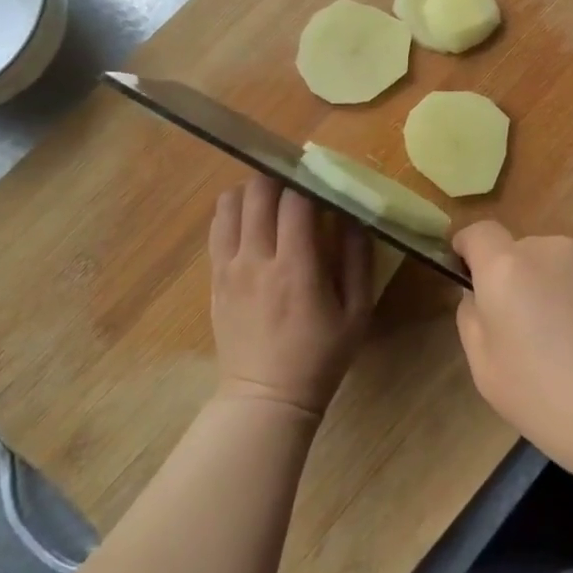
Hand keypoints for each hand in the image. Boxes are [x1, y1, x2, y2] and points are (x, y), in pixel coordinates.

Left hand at [209, 175, 372, 417]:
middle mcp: (256, 259)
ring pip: (230, 203)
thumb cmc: (320, 356)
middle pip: (257, 191)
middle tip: (299, 182)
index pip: (295, 200)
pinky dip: (235, 212)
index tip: (322, 175)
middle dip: (279, 177)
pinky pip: (218, 228)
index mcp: (296, 267)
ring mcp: (228, 267)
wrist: (266, 398)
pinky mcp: (214, 278)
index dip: (309, 179)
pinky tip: (254, 222)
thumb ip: (358, 259)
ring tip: (274, 200)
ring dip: (253, 191)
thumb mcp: (357, 312)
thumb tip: (354, 215)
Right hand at [452, 222, 572, 477]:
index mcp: (508, 269)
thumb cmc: (556, 404)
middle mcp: (551, 247)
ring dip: (564, 286)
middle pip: (524, 253)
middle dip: (523, 281)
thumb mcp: (489, 374)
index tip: (472, 273)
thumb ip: (473, 320)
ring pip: (566, 262)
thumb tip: (478, 294)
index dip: (469, 249)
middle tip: (539, 333)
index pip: (478, 232)